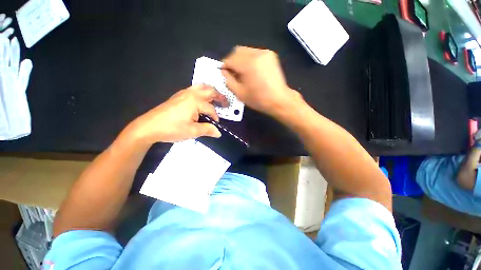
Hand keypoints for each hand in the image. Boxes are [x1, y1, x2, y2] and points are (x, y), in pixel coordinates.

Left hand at [126, 84, 226, 144]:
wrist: (149, 127)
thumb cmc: (172, 129)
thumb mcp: (192, 131)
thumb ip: (208, 130)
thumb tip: (218, 133)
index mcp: (195, 101)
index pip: (211, 109)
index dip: (216, 117)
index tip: (216, 125)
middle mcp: (191, 94)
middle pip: (209, 91)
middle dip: (219, 96)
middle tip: (225, 103)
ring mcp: (183, 93)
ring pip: (201, 87)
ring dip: (210, 92)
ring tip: (215, 98)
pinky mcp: (178, 96)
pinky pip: (194, 89)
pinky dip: (202, 92)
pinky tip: (201, 100)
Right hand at [221, 46, 302, 116]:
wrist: (279, 100)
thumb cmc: (259, 99)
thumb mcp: (240, 93)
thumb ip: (229, 81)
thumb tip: (224, 71)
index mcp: (248, 64)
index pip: (230, 59)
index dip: (225, 66)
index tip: (224, 73)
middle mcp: (257, 54)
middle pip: (237, 51)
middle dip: (232, 61)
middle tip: (233, 73)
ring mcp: (265, 53)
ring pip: (246, 51)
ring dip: (240, 60)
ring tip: (243, 73)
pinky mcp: (271, 55)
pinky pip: (254, 53)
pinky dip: (249, 59)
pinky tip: (251, 70)